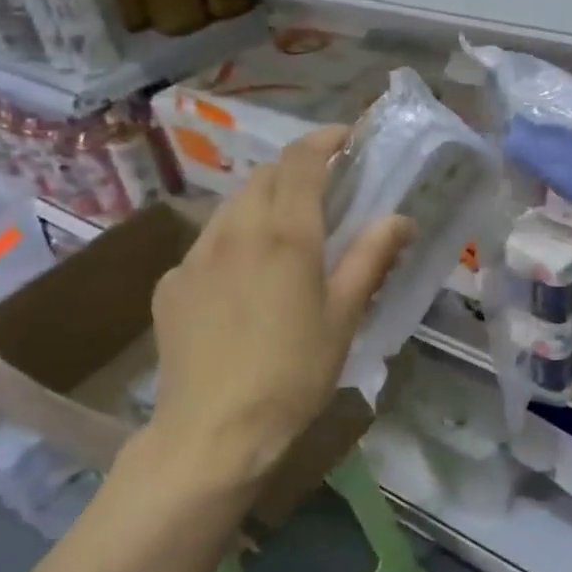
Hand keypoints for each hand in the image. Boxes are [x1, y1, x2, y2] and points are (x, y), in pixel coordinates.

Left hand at [140, 126, 411, 492]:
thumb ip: (371, 259)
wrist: (213, 432)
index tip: (346, 139)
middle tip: (323, 191)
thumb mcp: (344, 317)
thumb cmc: (293, 374)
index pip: (301, 161)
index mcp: (285, 234)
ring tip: (283, 233)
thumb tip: (401, 219)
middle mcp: (235, 231)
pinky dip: (232, 242)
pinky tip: (242, 281)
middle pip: (264, 176)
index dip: (324, 140)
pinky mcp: (171, 284)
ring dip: (262, 203)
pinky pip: (206, 245)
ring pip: (231, 207)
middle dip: (295, 171)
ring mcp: (195, 256)